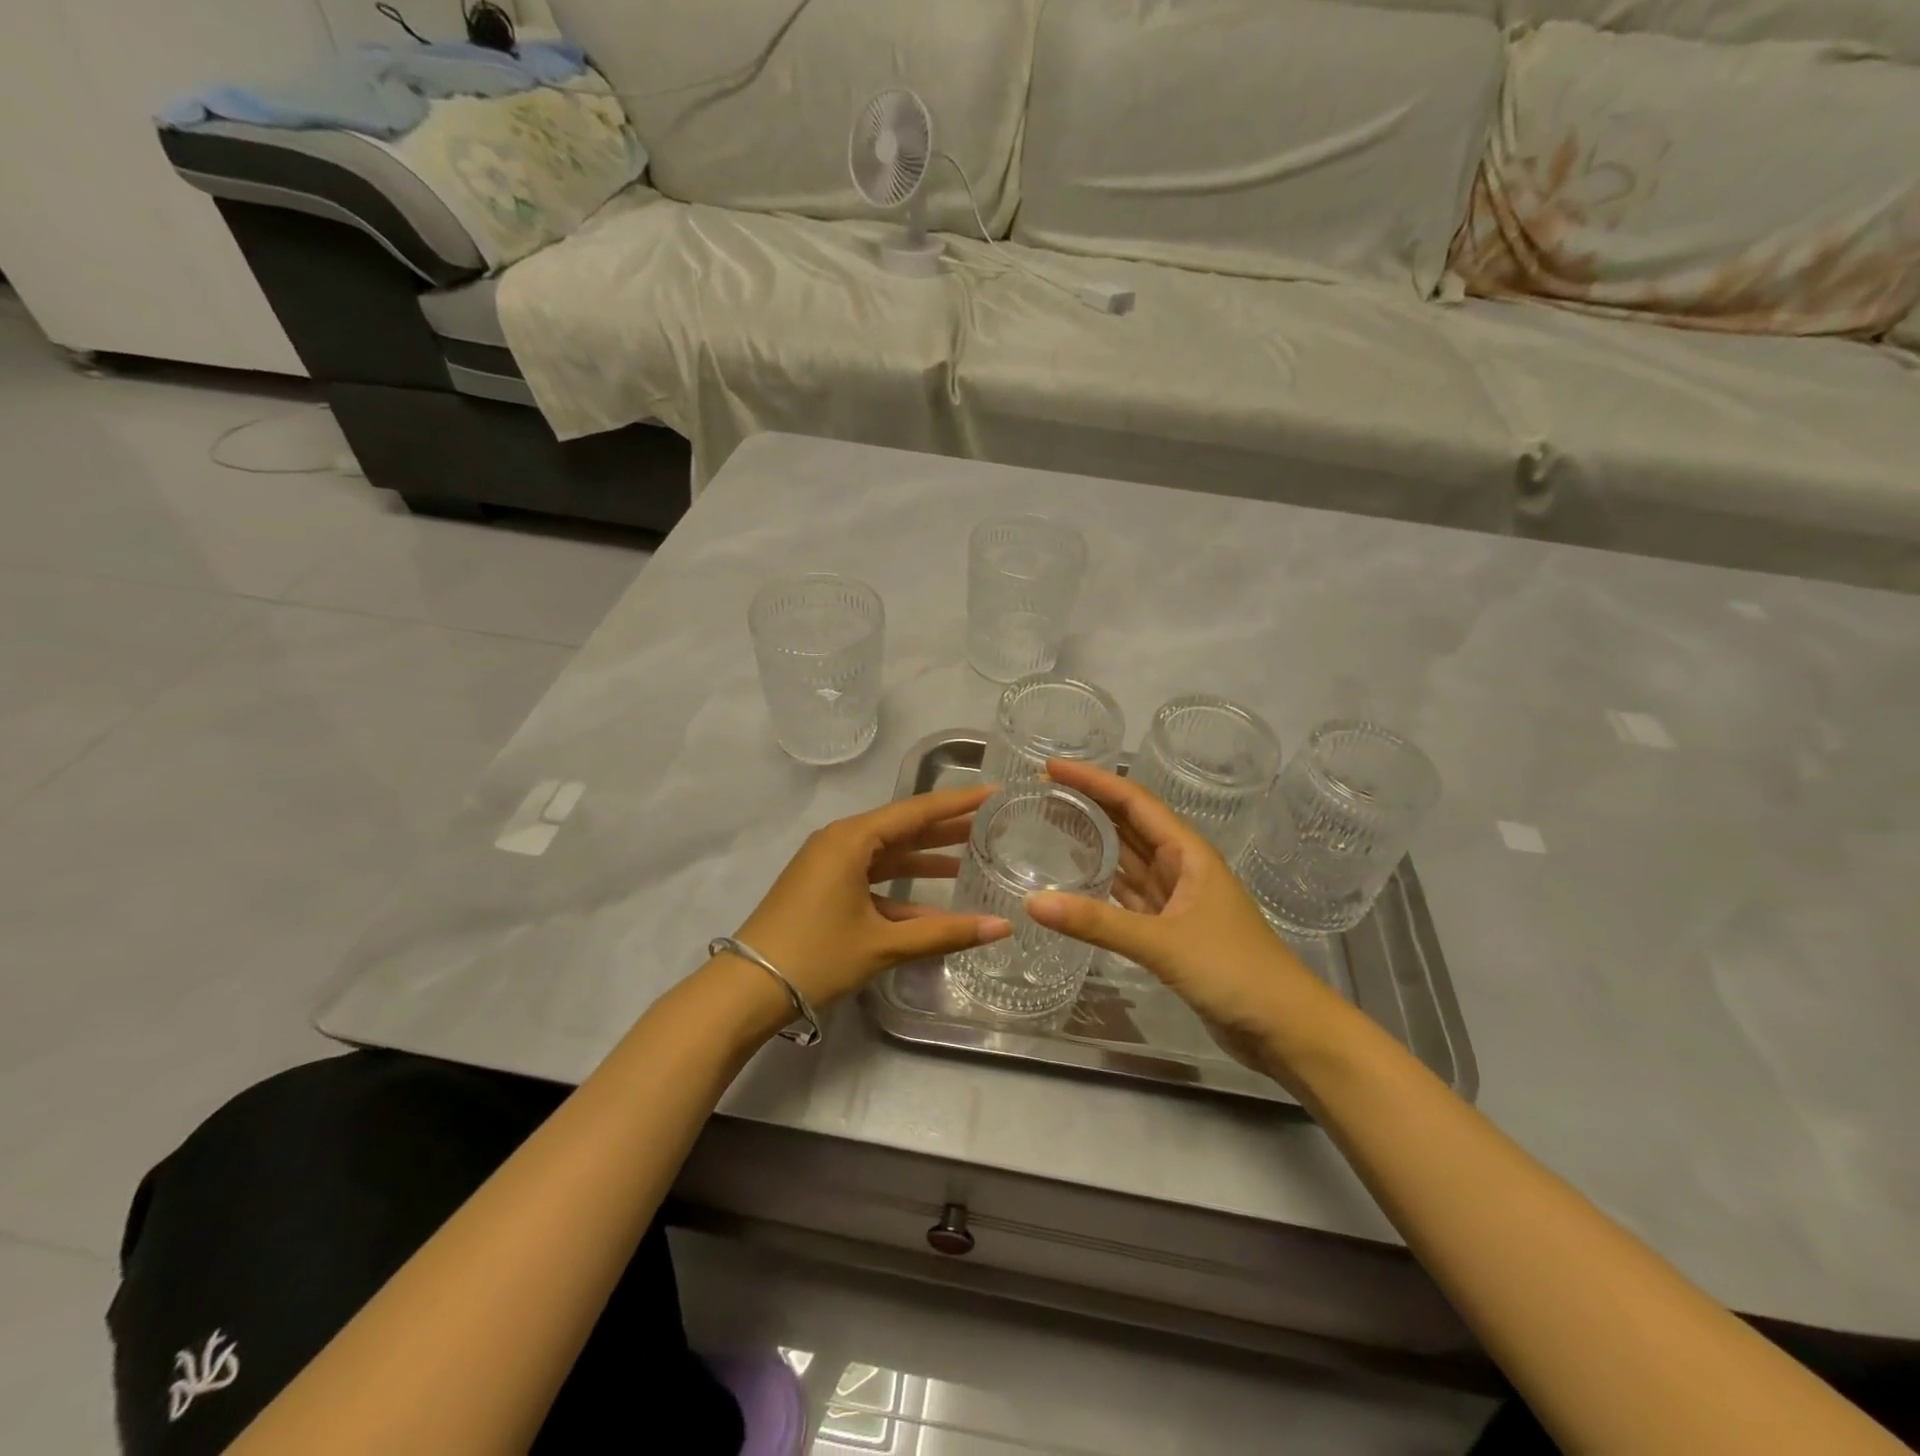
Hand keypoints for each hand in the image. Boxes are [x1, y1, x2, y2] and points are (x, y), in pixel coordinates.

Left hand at [733, 785, 1011, 1008]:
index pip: (916, 811)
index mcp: (852, 839)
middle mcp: (840, 842)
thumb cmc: (816, 955)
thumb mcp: (883, 944)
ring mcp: (829, 865)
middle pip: (903, 829)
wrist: (747, 989)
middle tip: (991, 825)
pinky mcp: (824, 888)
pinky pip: (872, 878)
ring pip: (888, 854)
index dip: (958, 803)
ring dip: (926, 859)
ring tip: (971, 859)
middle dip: (946, 830)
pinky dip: (901, 889)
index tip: (993, 792)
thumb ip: (944, 933)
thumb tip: (1003, 927)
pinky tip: (933, 905)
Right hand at [1026, 759, 1335, 1073]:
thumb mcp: (1163, 943)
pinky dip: (1101, 885)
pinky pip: (1127, 896)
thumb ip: (1097, 923)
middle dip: (1088, 804)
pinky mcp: (1169, 931)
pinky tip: (1074, 881)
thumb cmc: (1233, 970)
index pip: (1133, 801)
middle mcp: (1181, 867)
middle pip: (1128, 824)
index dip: (1092, 780)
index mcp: (1188, 852)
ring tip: (1049, 825)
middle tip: (1040, 793)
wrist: (1285, 1028)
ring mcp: (1176, 900)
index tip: (1051, 767)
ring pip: (1127, 859)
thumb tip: (1032, 903)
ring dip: (1092, 841)